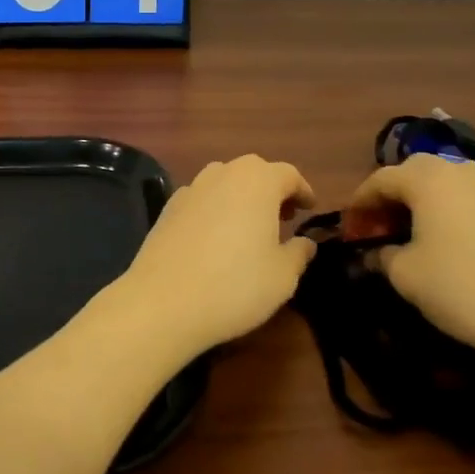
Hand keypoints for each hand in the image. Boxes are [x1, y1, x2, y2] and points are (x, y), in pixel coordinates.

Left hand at [115, 155, 315, 357]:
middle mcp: (224, 173)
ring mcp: (192, 187)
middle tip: (284, 217)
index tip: (310, 209)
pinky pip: (202, 199)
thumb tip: (305, 243)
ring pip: (225, 181)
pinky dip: (215, 209)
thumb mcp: (282, 276)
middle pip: (255, 172)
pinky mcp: (168, 207)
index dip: (303, 191)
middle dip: (272, 190)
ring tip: (249, 226)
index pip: (288, 174)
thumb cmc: (235, 285)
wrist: (164, 301)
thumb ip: (299, 253)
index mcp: (258, 181)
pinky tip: (215, 237)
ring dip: (241, 197)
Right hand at [344, 154, 474, 359]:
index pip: (380, 180)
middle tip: (382, 225)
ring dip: (436, 190)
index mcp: (424, 179)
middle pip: (417, 169)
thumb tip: (378, 251)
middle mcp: (459, 171)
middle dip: (395, 192)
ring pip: (457, 174)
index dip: (360, 202)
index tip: (350, 228)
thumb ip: (382, 255)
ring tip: (423, 219)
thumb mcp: (403, 275)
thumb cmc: (456, 287)